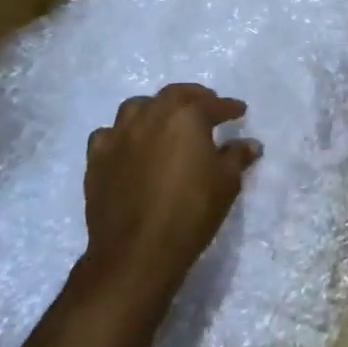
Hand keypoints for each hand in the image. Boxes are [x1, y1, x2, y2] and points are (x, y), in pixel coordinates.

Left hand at [83, 84, 261, 311]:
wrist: (137, 251)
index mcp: (186, 117)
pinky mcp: (97, 158)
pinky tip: (129, 146)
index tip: (239, 111)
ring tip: (164, 121)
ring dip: (154, 109)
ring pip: (137, 107)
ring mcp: (119, 135)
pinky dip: (122, 134)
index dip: (228, 107)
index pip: (213, 104)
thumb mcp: (226, 184)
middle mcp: (151, 116)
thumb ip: (237, 157)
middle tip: (205, 106)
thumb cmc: (191, 212)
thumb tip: (250, 144)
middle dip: (193, 97)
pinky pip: (109, 134)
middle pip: (173, 95)